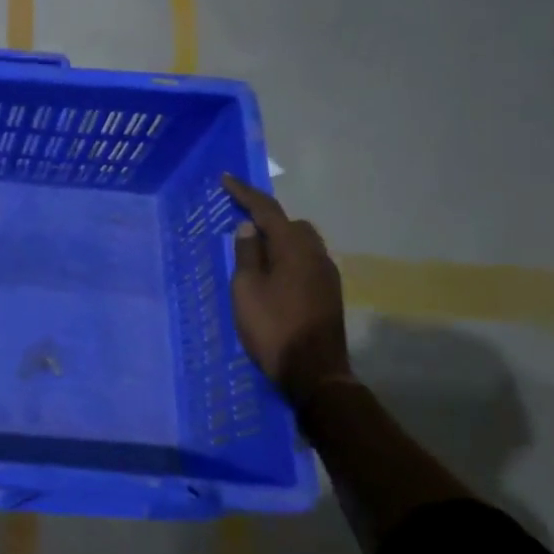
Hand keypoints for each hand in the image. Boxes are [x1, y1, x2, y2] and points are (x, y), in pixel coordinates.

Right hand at [221, 173, 352, 402]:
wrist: (314, 374)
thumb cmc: (273, 328)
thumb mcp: (247, 289)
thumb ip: (247, 254)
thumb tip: (249, 228)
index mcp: (294, 249)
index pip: (268, 211)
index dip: (245, 193)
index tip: (226, 179)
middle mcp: (316, 255)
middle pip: (291, 224)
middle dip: (267, 218)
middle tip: (240, 222)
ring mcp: (327, 275)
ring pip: (301, 243)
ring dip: (278, 239)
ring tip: (253, 250)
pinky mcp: (328, 293)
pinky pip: (305, 260)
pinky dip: (286, 257)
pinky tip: (271, 273)